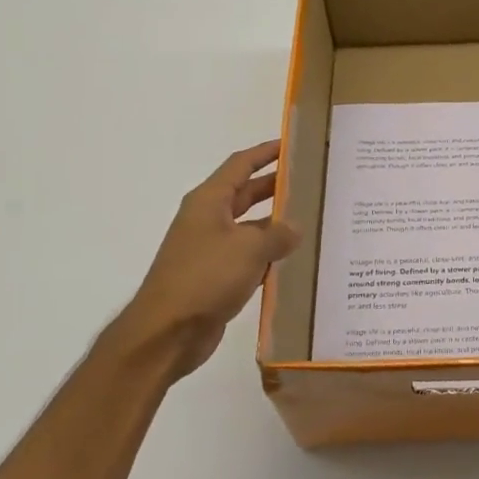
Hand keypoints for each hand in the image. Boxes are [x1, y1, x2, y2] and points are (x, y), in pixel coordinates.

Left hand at [101, 141, 300, 379]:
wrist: (166, 333)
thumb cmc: (205, 278)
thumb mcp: (249, 249)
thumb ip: (277, 234)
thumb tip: (295, 227)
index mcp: (209, 201)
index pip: (240, 165)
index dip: (266, 152)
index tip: (292, 144)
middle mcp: (207, 220)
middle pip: (245, 194)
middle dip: (275, 187)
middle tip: (310, 182)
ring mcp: (210, 250)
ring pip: (249, 228)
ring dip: (275, 225)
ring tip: (311, 221)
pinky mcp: (215, 278)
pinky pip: (248, 258)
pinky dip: (268, 256)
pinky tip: (294, 261)